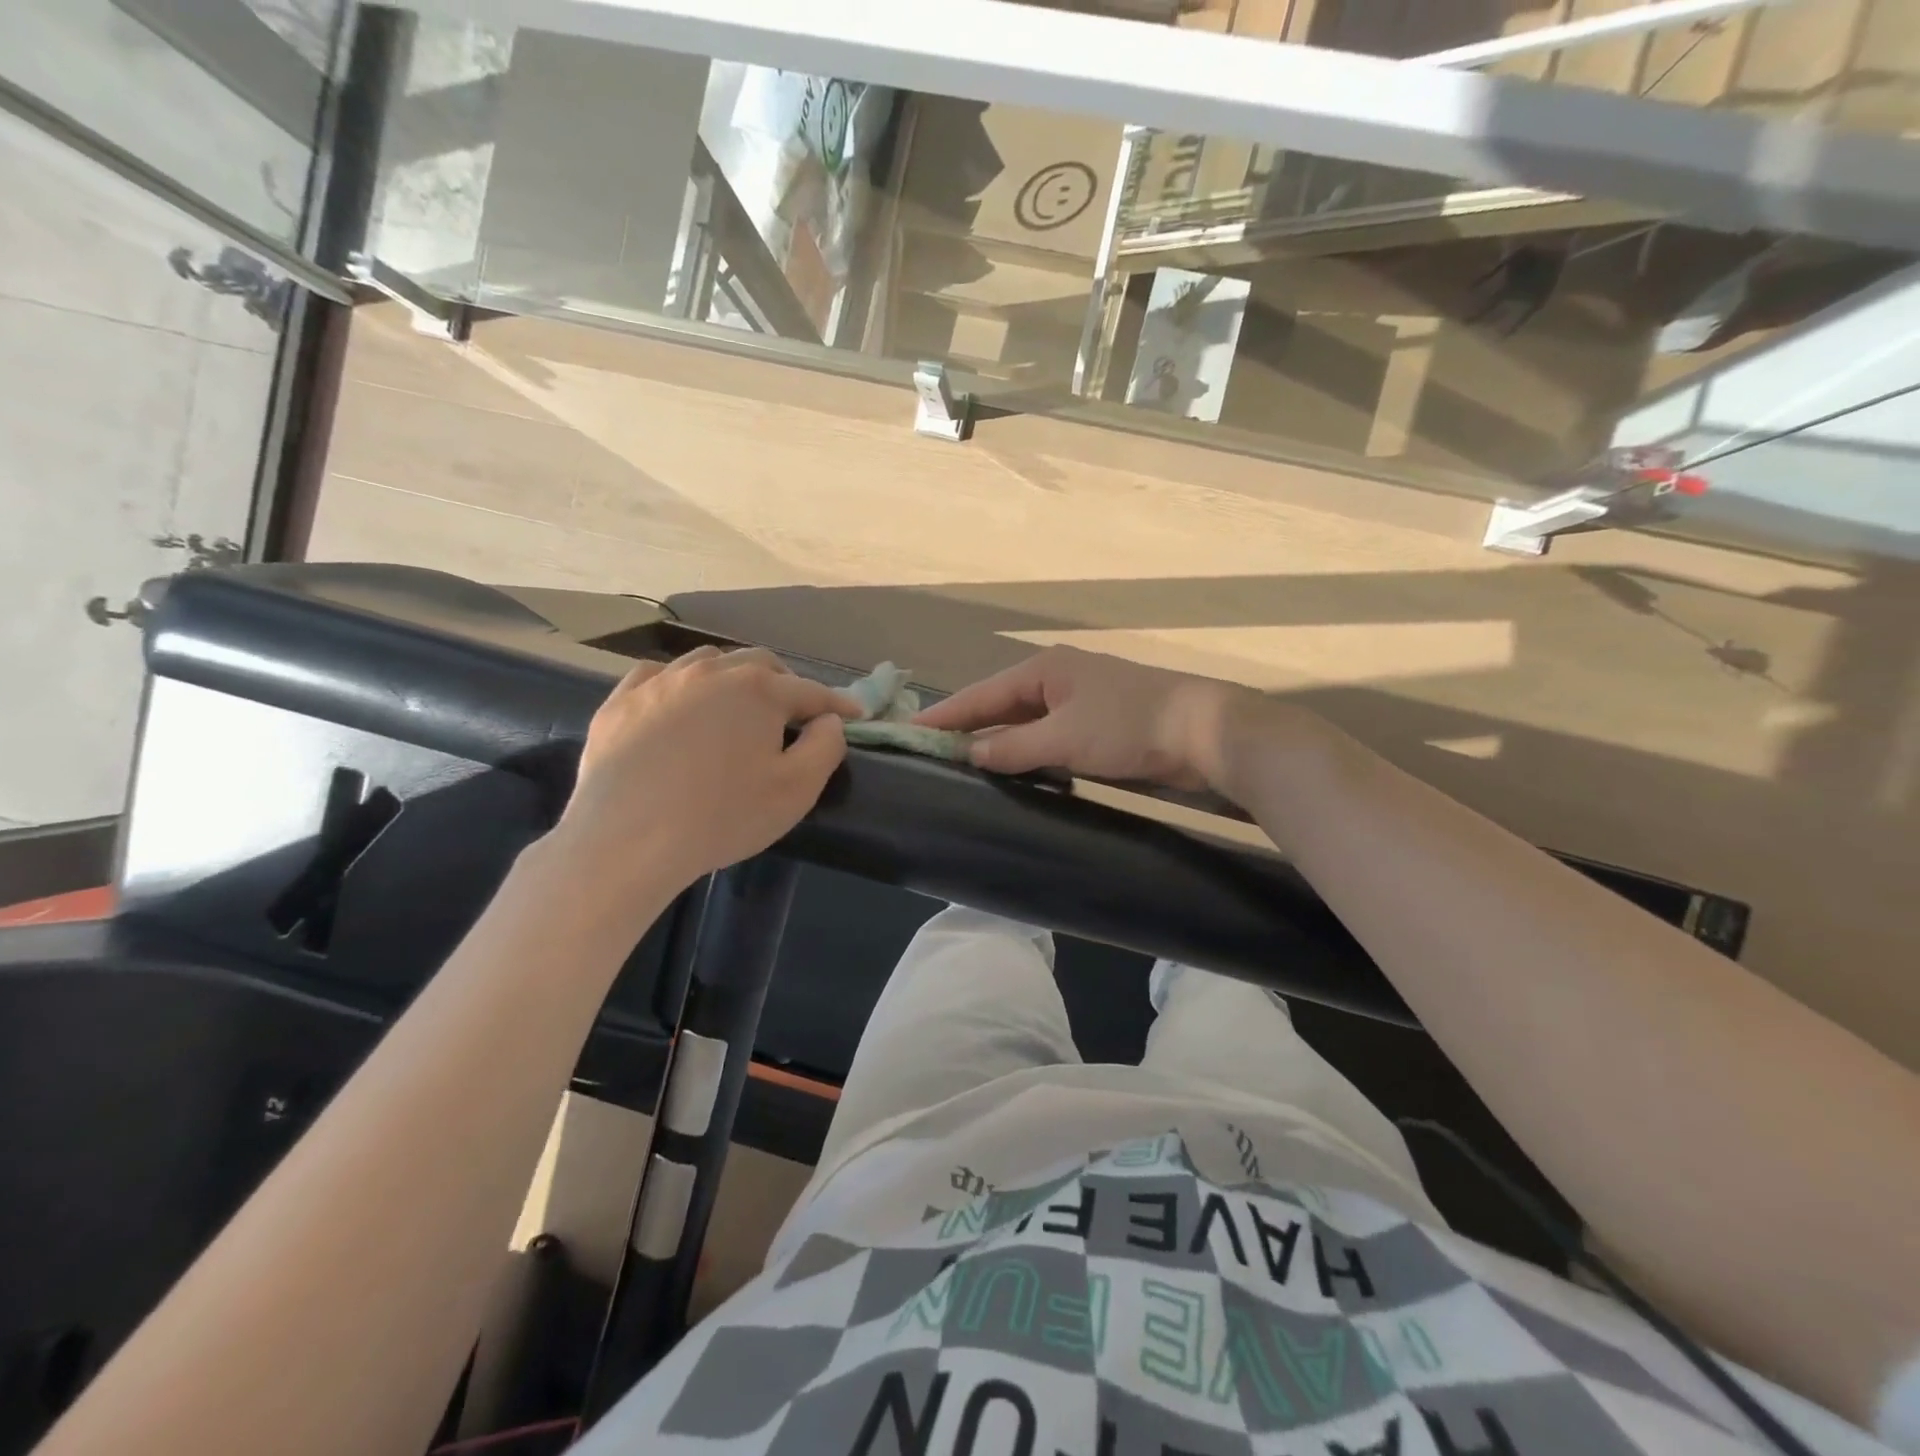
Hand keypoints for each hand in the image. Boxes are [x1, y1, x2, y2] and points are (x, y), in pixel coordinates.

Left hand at [555, 648, 859, 893]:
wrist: (627, 841)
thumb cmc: (723, 816)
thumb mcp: (796, 790)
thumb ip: (825, 746)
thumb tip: (829, 720)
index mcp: (758, 690)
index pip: (809, 691)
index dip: (837, 703)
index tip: (855, 714)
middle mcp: (710, 672)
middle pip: (759, 664)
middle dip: (784, 682)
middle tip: (794, 712)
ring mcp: (659, 683)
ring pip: (707, 662)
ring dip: (732, 677)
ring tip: (737, 704)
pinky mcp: (620, 703)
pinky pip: (657, 675)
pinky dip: (680, 683)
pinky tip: (679, 703)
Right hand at [914, 646, 1253, 788]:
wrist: (1204, 731)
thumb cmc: (1129, 726)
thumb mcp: (1065, 739)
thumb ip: (1015, 748)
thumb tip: (971, 755)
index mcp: (1044, 670)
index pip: (981, 694)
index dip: (946, 715)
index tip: (909, 733)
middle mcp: (1056, 679)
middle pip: (1000, 705)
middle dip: (967, 728)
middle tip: (929, 753)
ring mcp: (1078, 701)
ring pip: (1024, 722)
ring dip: (997, 742)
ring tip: (960, 765)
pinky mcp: (1097, 724)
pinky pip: (1047, 736)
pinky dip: (1026, 751)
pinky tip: (1013, 769)